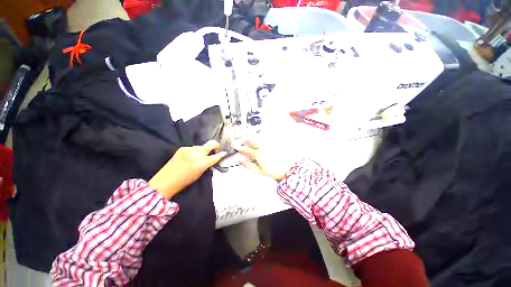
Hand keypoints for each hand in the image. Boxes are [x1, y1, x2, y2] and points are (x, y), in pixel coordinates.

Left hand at [148, 140, 226, 198]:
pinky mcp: (182, 148)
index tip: (224, 152)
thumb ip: (207, 164)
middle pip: (211, 143)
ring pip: (201, 146)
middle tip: (216, 149)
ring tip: (199, 156)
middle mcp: (197, 154)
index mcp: (202, 163)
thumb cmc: (185, 181)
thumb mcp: (200, 173)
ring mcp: (189, 149)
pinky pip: (193, 148)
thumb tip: (212, 157)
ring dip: (203, 150)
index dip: (221, 154)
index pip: (216, 156)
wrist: (166, 181)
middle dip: (215, 145)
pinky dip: (195, 151)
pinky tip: (191, 157)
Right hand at [234, 140, 291, 180]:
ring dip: (252, 139)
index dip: (240, 148)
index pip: (246, 149)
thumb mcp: (258, 170)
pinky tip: (259, 142)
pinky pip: (265, 138)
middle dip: (246, 141)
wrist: (286, 169)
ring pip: (258, 138)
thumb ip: (248, 165)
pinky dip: (260, 139)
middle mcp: (263, 147)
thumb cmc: (273, 171)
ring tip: (250, 141)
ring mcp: (269, 144)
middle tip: (243, 143)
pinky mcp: (274, 143)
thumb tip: (241, 160)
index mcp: (258, 154)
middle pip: (252, 141)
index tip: (236, 147)